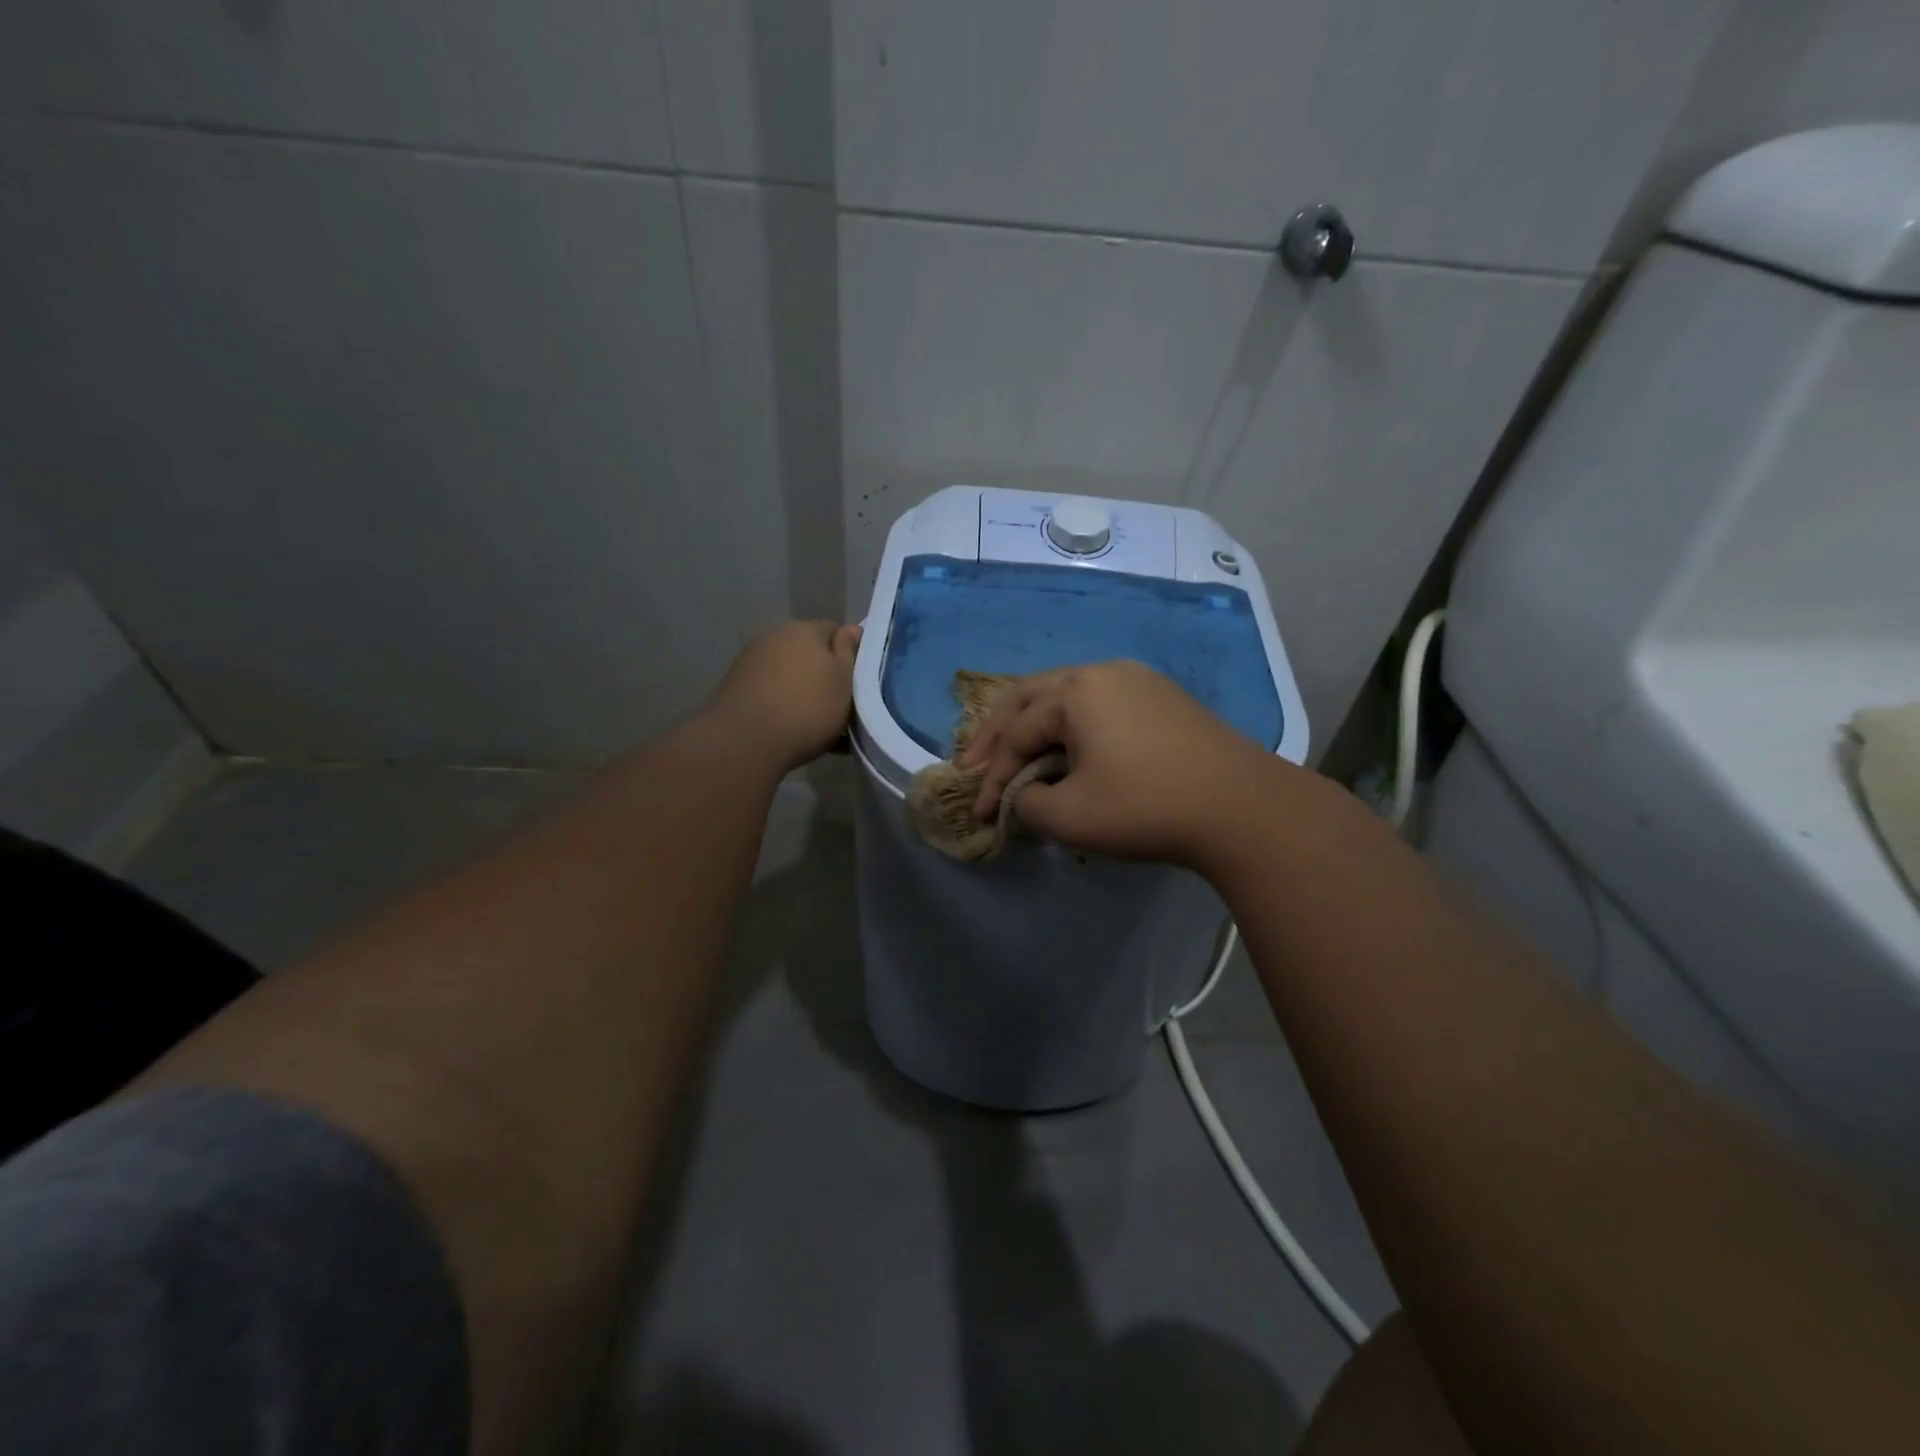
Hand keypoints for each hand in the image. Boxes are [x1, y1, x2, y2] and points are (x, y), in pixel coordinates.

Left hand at [705, 621, 861, 772]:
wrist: (746, 741)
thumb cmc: (808, 707)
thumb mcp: (844, 680)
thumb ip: (849, 652)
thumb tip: (851, 628)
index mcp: (804, 629)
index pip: (835, 631)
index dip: (850, 655)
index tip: (858, 682)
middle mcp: (774, 637)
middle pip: (810, 653)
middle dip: (824, 675)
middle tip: (841, 705)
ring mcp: (751, 662)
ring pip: (790, 675)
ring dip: (803, 692)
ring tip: (817, 724)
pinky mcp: (735, 688)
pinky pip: (771, 693)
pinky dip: (783, 706)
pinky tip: (792, 731)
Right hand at [959, 660, 1286, 867]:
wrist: (1243, 808)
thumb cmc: (1147, 808)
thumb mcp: (1070, 817)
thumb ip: (1027, 804)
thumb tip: (1024, 795)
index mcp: (1075, 691)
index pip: (1017, 734)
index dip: (992, 776)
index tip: (979, 814)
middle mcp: (1102, 672)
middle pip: (1031, 698)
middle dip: (999, 734)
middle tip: (974, 763)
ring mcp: (1137, 680)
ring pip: (1066, 697)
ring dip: (1035, 727)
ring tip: (1015, 754)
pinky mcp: (1162, 697)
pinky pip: (1099, 705)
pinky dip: (1071, 727)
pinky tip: (1068, 748)